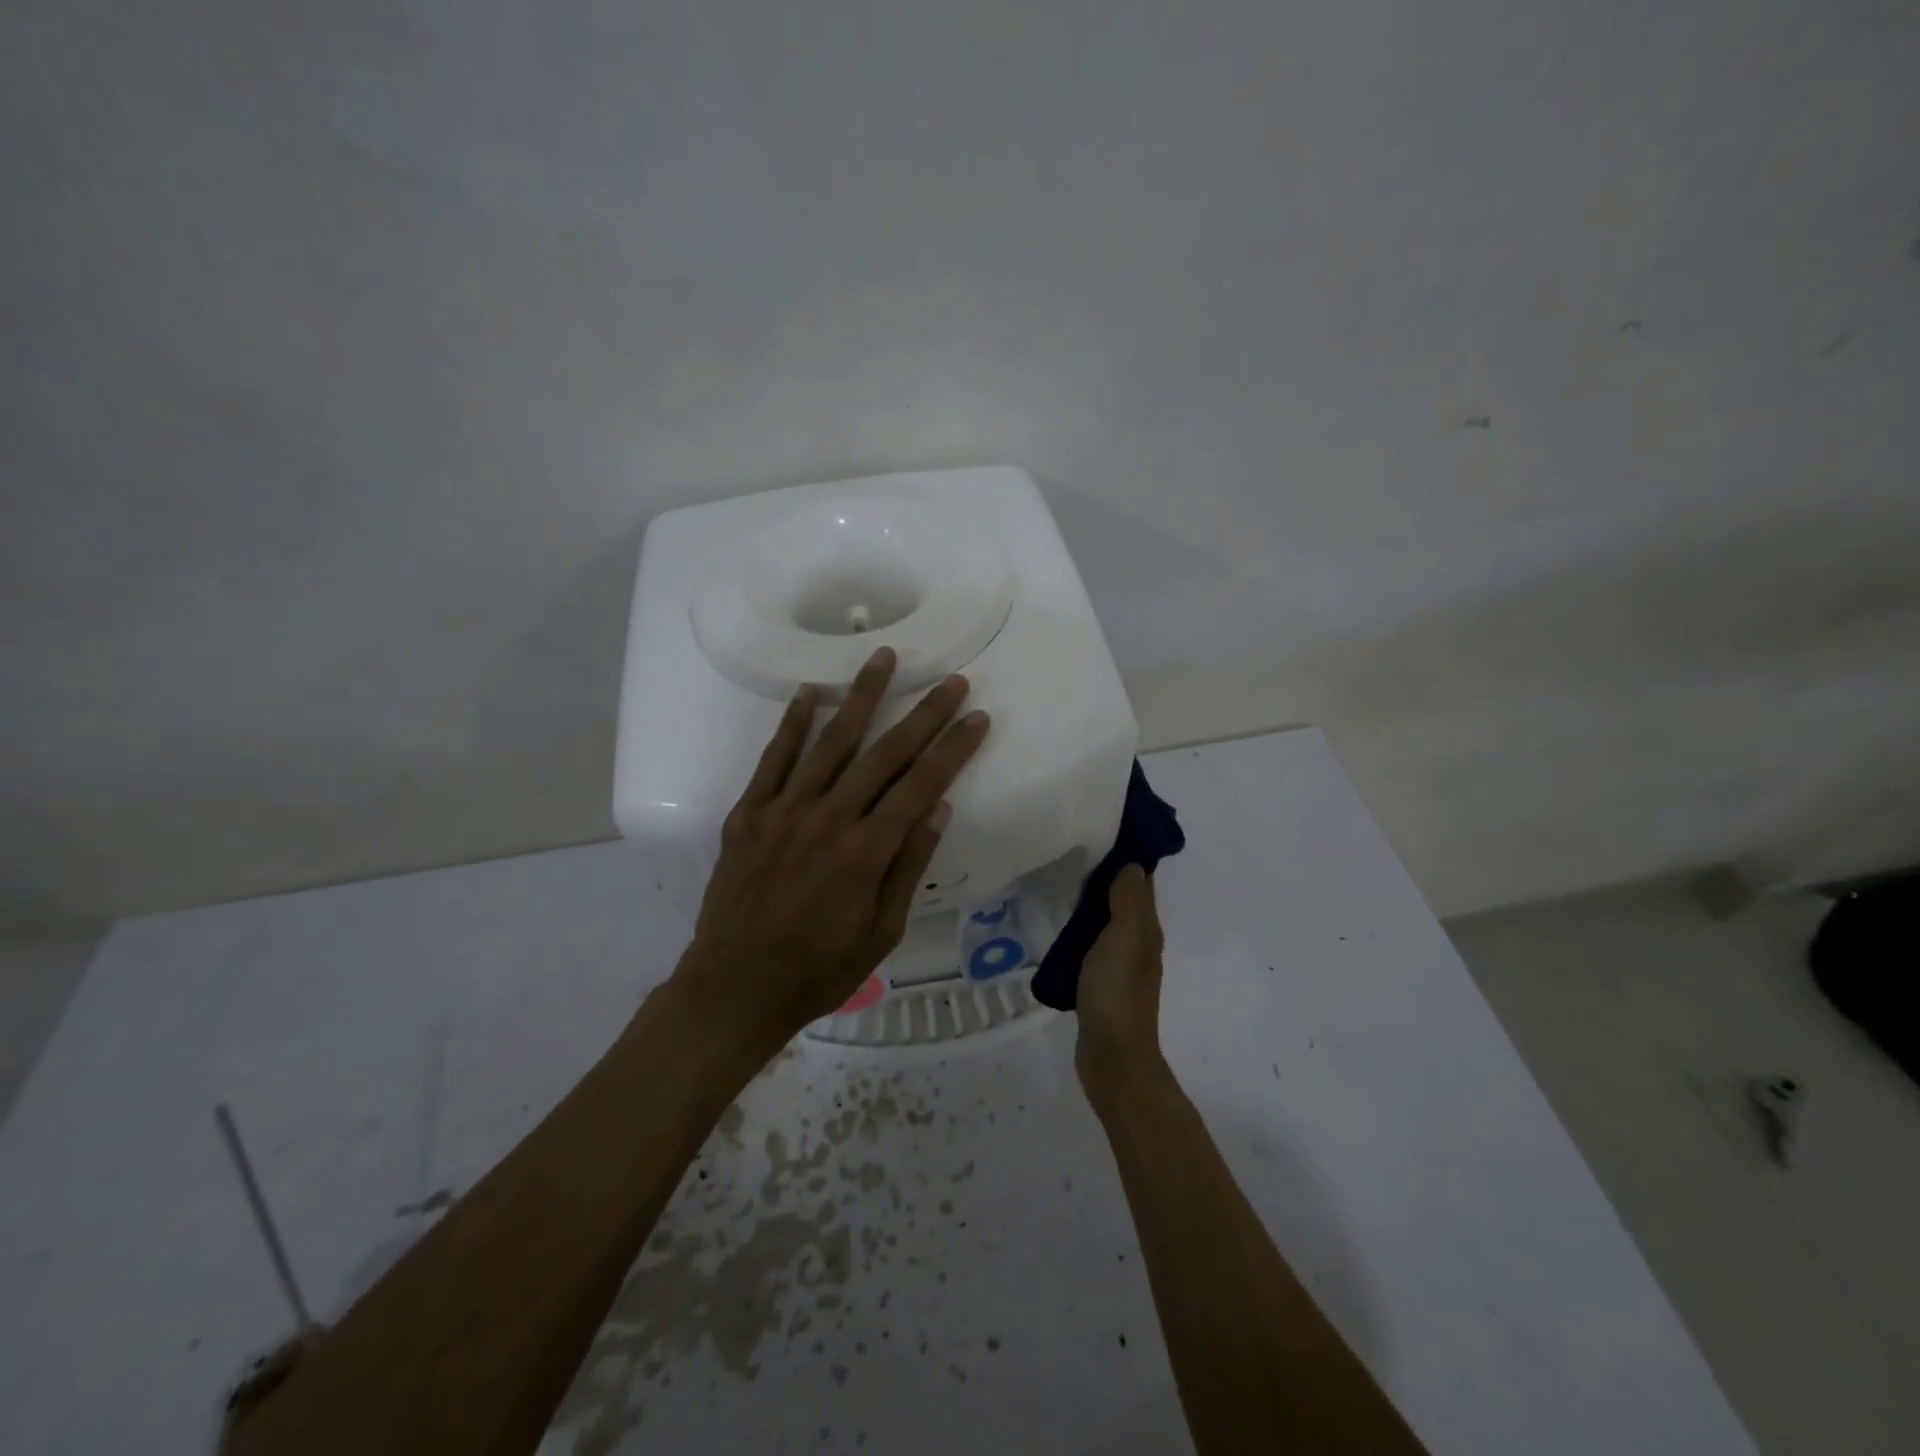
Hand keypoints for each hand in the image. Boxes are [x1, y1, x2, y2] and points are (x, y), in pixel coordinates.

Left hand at [671, 646, 990, 1054]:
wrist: (735, 988)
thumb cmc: (819, 969)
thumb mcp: (881, 932)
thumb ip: (908, 865)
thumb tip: (938, 806)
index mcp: (866, 851)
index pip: (921, 785)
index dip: (953, 748)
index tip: (976, 717)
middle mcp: (828, 819)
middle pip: (884, 754)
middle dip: (923, 714)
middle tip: (950, 680)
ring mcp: (784, 811)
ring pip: (830, 742)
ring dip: (860, 697)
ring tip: (882, 657)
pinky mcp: (748, 813)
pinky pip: (773, 759)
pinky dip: (792, 724)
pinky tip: (809, 692)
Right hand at [1075, 865, 1169, 1109]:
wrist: (1112, 1058)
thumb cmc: (1116, 993)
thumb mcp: (1123, 940)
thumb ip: (1127, 902)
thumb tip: (1133, 865)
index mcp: (1146, 930)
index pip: (1141, 883)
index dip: (1127, 857)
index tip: (1103, 830)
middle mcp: (1138, 943)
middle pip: (1125, 900)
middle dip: (1106, 875)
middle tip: (1073, 849)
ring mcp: (1120, 965)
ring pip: (1108, 921)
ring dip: (1091, 902)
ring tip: (1061, 880)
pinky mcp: (1101, 982)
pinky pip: (1093, 944)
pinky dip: (1081, 928)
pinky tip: (1059, 925)